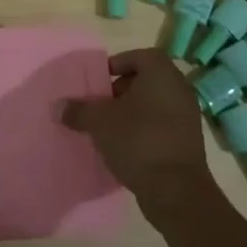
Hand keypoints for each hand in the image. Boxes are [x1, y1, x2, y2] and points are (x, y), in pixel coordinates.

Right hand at [63, 49, 221, 231]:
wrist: (176, 190)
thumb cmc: (137, 141)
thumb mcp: (99, 122)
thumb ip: (78, 110)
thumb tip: (58, 107)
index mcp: (161, 74)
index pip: (140, 56)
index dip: (118, 64)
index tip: (100, 81)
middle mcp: (179, 89)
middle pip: (147, 79)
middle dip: (122, 89)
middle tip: (101, 104)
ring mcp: (188, 116)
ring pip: (154, 103)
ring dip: (132, 111)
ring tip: (109, 126)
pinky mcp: (188, 141)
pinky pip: (162, 124)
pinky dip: (144, 129)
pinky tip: (126, 145)